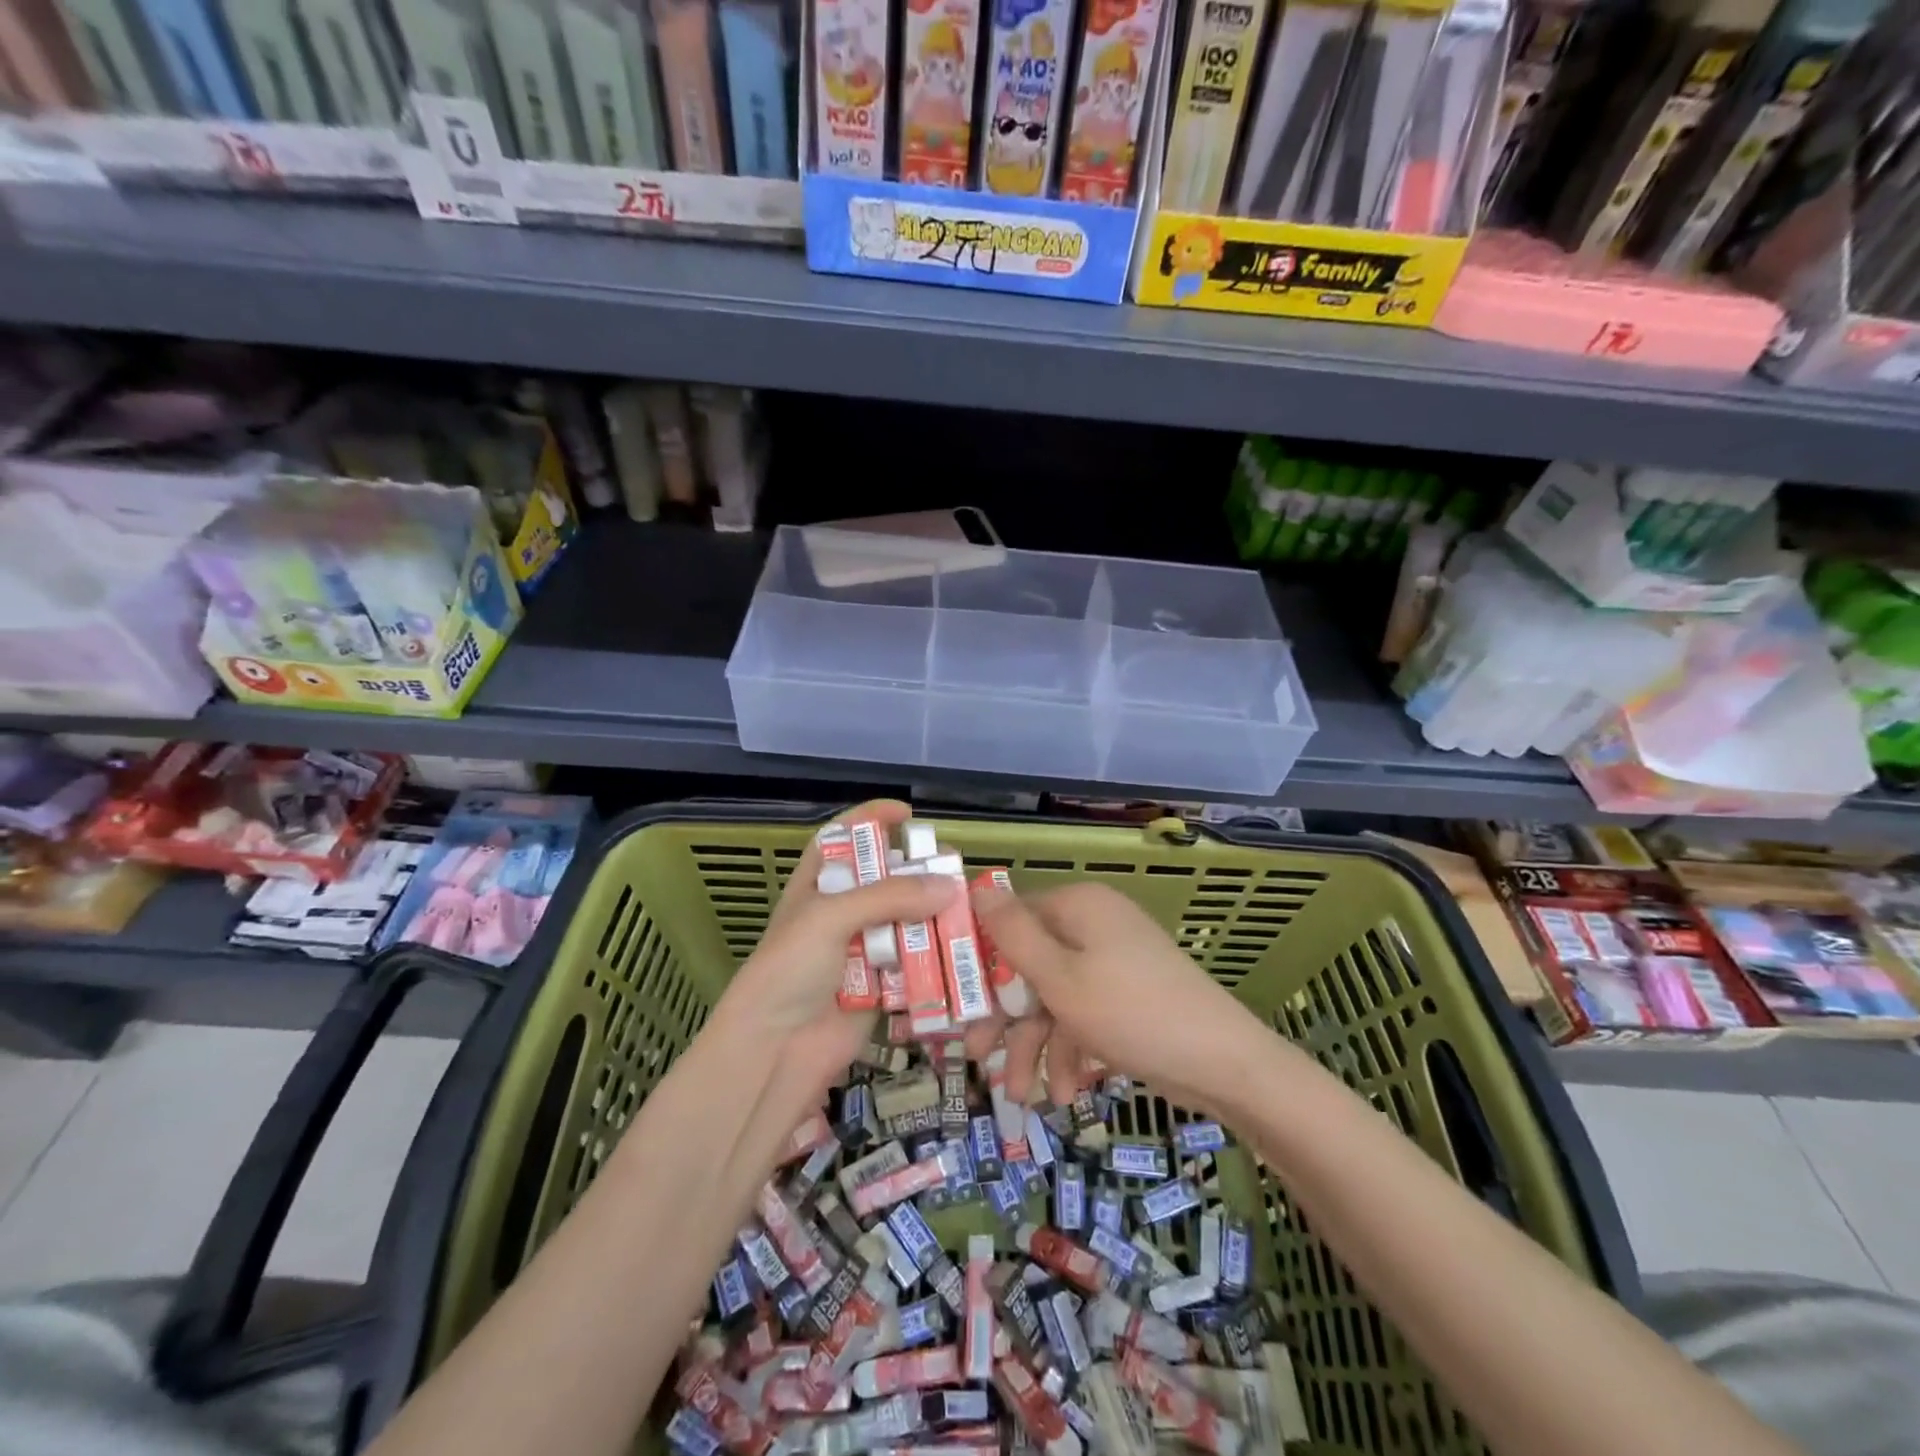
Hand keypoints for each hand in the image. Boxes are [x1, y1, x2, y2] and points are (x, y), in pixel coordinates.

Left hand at [716, 800, 955, 1106]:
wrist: (776, 1050)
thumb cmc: (790, 968)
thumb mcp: (830, 917)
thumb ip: (889, 896)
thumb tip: (949, 885)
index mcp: (818, 885)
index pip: (842, 839)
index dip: (870, 820)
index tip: (906, 813)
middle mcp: (841, 912)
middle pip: (885, 879)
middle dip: (917, 871)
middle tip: (951, 865)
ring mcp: (862, 949)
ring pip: (906, 920)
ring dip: (934, 913)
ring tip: (967, 905)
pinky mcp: (882, 985)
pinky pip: (916, 962)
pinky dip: (937, 955)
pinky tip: (962, 946)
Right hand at [966, 881, 1268, 1114]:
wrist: (1224, 1064)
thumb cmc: (1131, 1013)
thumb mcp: (1059, 978)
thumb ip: (1012, 935)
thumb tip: (975, 888)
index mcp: (1077, 906)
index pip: (1011, 919)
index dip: (980, 959)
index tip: (955, 1001)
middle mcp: (1093, 924)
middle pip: (1030, 964)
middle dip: (1006, 1016)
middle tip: (977, 1055)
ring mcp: (1113, 961)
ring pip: (1055, 996)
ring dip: (1036, 1045)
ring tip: (1022, 1096)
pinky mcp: (1128, 995)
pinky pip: (1084, 1013)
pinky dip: (1071, 1050)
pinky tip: (1066, 1093)